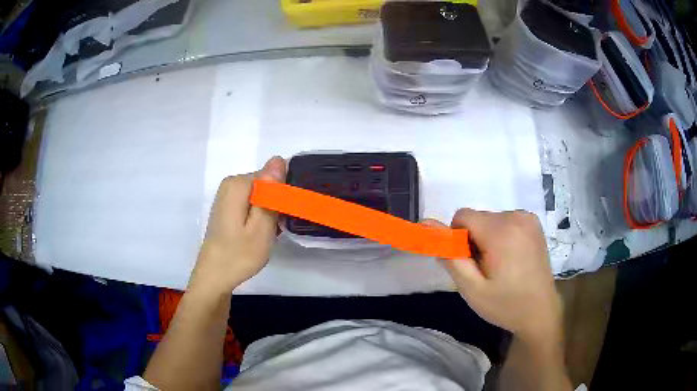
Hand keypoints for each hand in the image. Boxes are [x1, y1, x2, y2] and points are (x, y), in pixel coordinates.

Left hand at [189, 157, 286, 294]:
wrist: (214, 276)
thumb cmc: (239, 255)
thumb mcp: (262, 226)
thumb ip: (271, 192)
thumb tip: (278, 159)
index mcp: (238, 184)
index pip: (272, 176)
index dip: (282, 196)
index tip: (282, 219)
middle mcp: (231, 183)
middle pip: (265, 184)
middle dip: (275, 204)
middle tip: (275, 230)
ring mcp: (227, 196)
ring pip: (260, 195)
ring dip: (268, 212)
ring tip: (267, 234)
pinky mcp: (227, 207)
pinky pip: (251, 203)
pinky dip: (259, 216)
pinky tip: (258, 234)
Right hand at [426, 209, 561, 342]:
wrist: (540, 312)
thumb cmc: (505, 305)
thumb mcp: (471, 288)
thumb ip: (449, 255)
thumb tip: (426, 224)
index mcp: (501, 231)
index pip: (462, 216)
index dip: (458, 238)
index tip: (468, 262)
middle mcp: (516, 216)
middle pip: (478, 218)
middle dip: (473, 239)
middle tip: (484, 269)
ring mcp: (528, 218)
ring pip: (491, 219)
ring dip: (487, 238)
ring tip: (499, 266)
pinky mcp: (534, 223)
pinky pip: (506, 220)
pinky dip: (501, 235)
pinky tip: (511, 258)